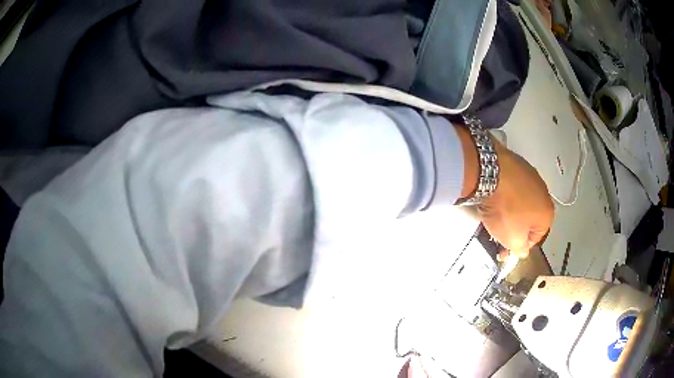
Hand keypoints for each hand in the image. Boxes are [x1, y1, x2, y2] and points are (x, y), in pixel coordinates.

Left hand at [479, 139, 554, 259]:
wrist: (491, 173)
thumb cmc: (507, 210)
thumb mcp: (513, 240)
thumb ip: (520, 249)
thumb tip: (523, 250)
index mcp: (548, 213)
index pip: (535, 238)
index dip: (519, 246)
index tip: (504, 249)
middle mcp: (544, 193)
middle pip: (528, 219)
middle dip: (514, 228)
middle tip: (497, 233)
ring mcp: (531, 176)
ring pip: (520, 202)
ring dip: (509, 210)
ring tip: (493, 214)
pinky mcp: (517, 164)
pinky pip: (512, 186)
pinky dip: (504, 193)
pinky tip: (492, 196)